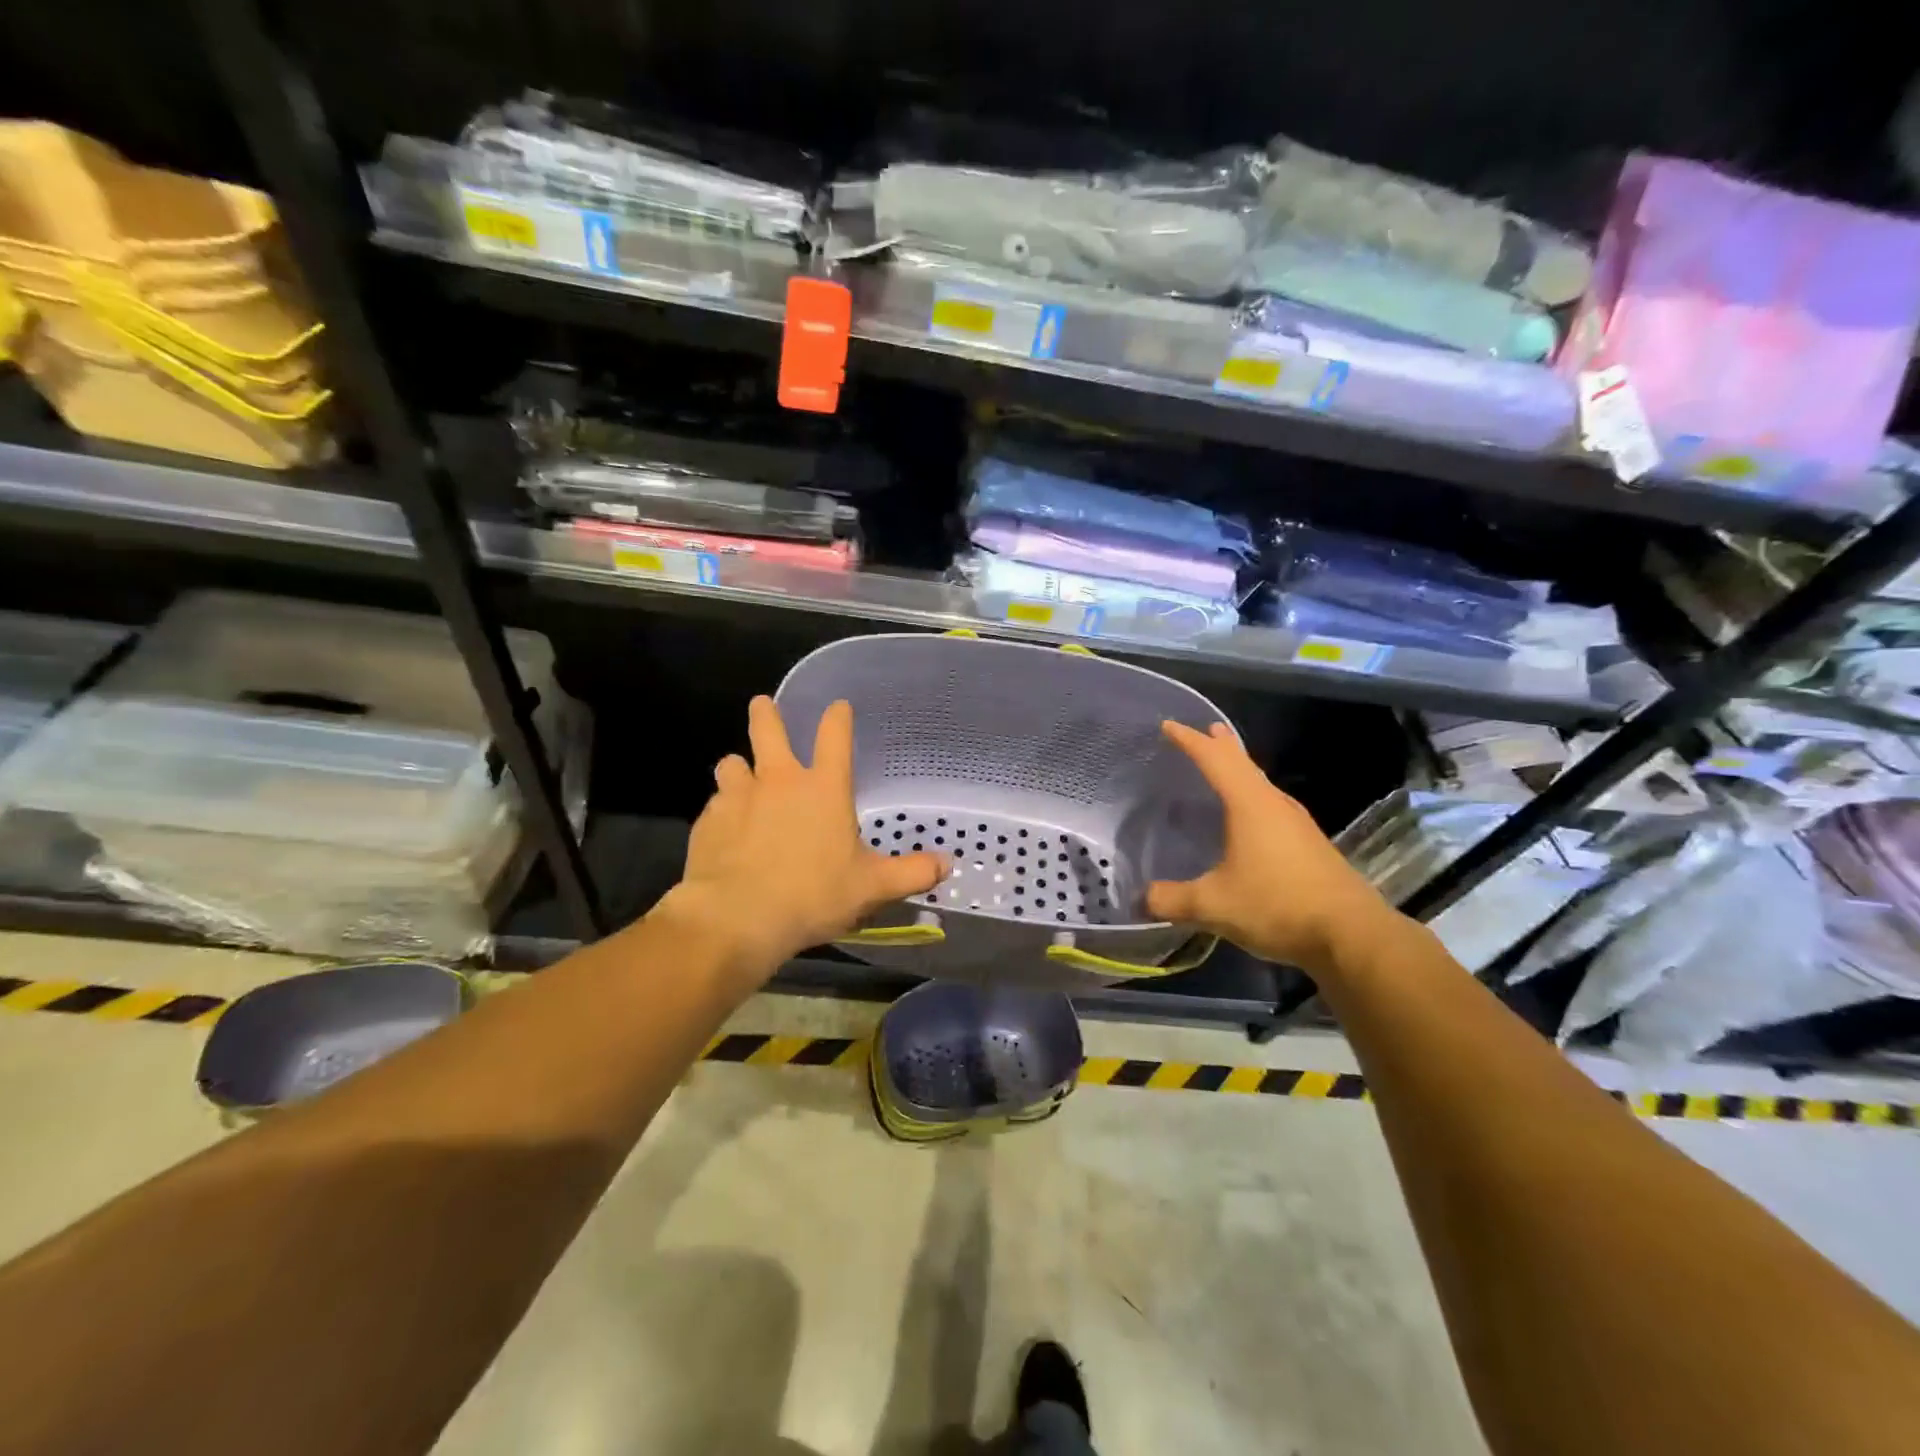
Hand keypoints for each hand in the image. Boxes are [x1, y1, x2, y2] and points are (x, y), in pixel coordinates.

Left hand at [672, 696, 945, 978]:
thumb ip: (911, 873)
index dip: (837, 717)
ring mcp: (738, 797)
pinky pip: (715, 803)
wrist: (737, 917)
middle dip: (766, 713)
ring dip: (739, 766)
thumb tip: (947, 864)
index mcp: (823, 788)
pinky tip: (725, 828)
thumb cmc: (813, 895)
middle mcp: (779, 781)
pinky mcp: (708, 821)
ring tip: (741, 775)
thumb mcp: (872, 887)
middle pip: (768, 729)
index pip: (834, 736)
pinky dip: (722, 809)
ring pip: (732, 763)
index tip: (838, 705)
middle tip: (762, 704)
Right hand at [1146, 721, 1399, 977]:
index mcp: (1250, 804)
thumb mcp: (1213, 905)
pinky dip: (1252, 798)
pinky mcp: (1308, 845)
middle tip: (1206, 729)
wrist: (1351, 935)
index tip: (1168, 725)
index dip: (1189, 740)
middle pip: (1244, 764)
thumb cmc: (1277, 905)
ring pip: (1260, 785)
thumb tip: (1142, 899)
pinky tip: (1248, 818)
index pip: (1214, 759)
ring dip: (1240, 771)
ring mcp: (1297, 824)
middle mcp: (1275, 804)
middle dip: (1222, 746)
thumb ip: (1172, 900)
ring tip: (1225, 767)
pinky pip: (1271, 807)